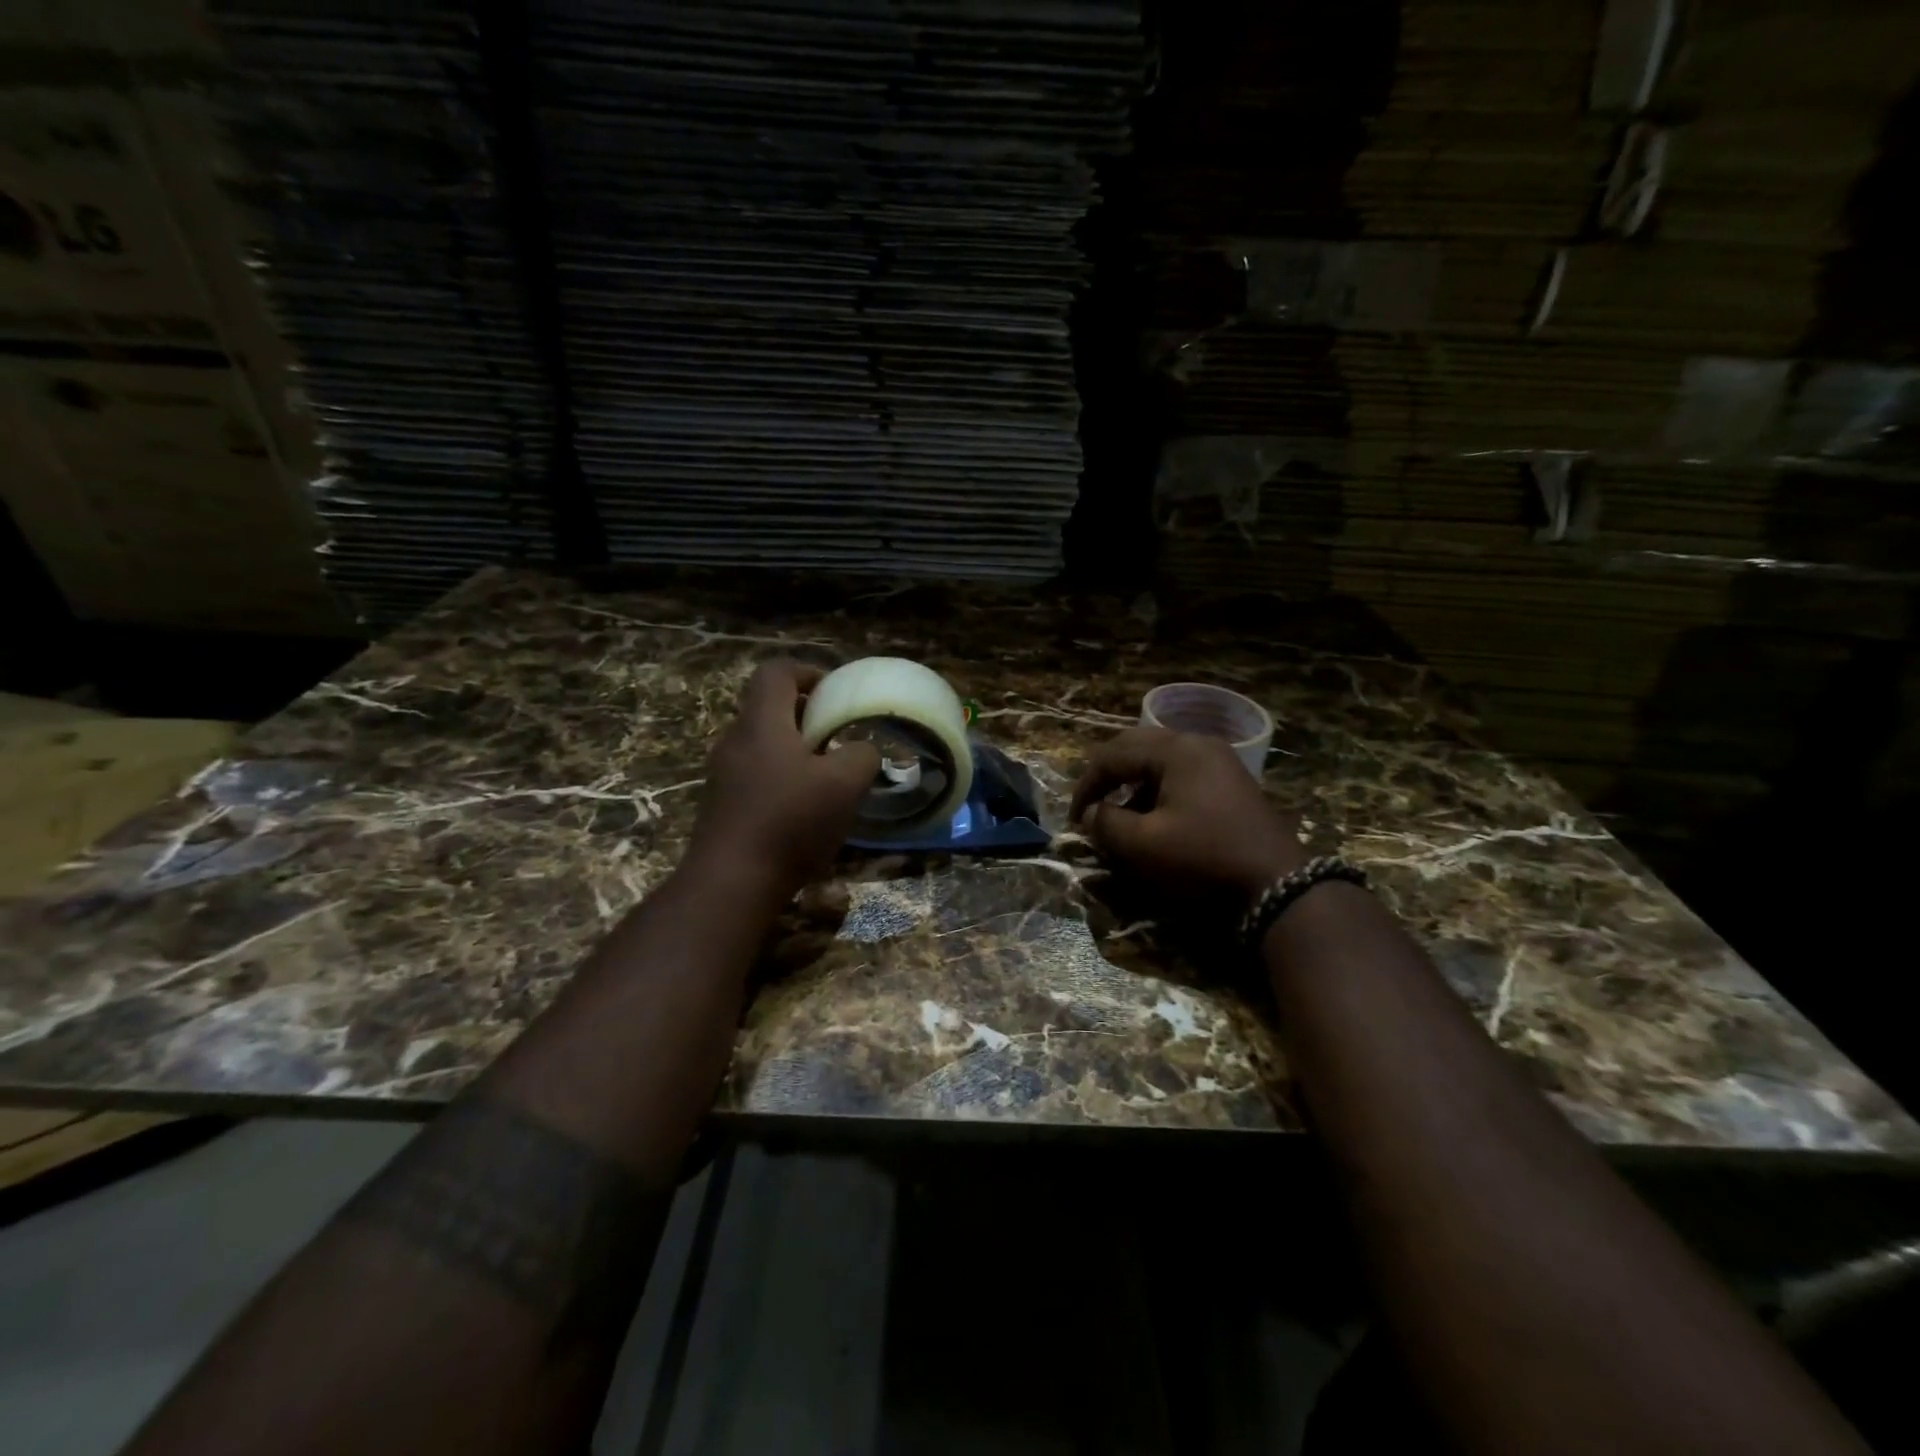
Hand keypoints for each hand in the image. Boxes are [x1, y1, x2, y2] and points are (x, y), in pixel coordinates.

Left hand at [687, 659, 879, 897]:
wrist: (731, 883)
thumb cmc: (790, 822)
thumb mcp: (845, 784)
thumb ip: (862, 755)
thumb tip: (862, 750)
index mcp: (762, 723)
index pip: (776, 672)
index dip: (808, 672)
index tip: (834, 694)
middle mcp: (736, 741)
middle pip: (769, 708)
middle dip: (807, 717)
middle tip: (839, 738)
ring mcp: (723, 775)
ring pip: (764, 745)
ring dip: (796, 751)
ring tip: (827, 779)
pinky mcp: (721, 806)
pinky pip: (756, 776)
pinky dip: (783, 779)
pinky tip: (804, 812)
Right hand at [1070, 727, 1306, 908]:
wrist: (1278, 886)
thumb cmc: (1204, 858)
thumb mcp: (1143, 845)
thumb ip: (1106, 824)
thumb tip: (1092, 814)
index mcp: (1175, 750)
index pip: (1113, 755)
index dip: (1087, 785)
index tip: (1074, 818)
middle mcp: (1198, 744)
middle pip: (1137, 747)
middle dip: (1108, 777)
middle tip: (1091, 806)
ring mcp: (1219, 761)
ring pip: (1160, 761)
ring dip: (1133, 784)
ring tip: (1120, 817)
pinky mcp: (1231, 783)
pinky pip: (1182, 775)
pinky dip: (1158, 791)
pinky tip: (1155, 819)